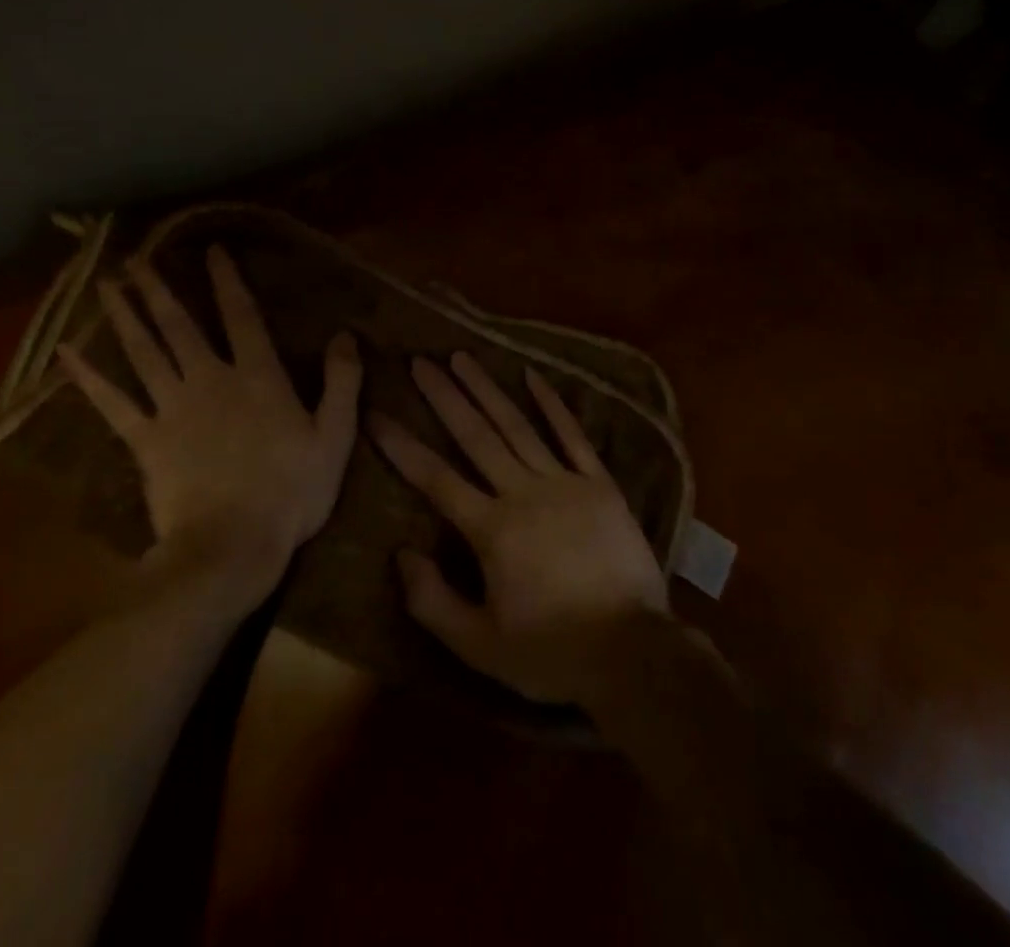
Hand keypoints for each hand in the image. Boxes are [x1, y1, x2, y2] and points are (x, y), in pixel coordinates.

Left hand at [59, 245, 362, 600]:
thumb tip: (346, 335)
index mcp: (258, 377)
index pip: (242, 316)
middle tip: (136, 259)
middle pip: (180, 326)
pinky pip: (113, 403)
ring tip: (108, 284)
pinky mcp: (145, 441)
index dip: (227, 280)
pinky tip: (66, 353)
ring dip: (125, 316)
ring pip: (144, 353)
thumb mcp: (334, 436)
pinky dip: (88, 377)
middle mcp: (210, 380)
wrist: (233, 546)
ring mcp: (173, 409)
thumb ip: (342, 383)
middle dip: (159, 289)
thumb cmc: (291, 492)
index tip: (212, 250)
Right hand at [371, 352, 668, 705]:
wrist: (633, 653)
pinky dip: (552, 404)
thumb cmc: (551, 653)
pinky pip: (572, 436)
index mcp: (492, 530)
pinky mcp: (600, 484)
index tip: (376, 414)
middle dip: (444, 397)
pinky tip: (532, 375)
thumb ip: (433, 601)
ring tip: (462, 357)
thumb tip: (401, 553)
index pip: (435, 478)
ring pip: (517, 426)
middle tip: (420, 361)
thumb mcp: (480, 646)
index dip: (402, 445)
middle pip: (475, 436)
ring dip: (487, 389)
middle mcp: (523, 493)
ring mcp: (565, 483)